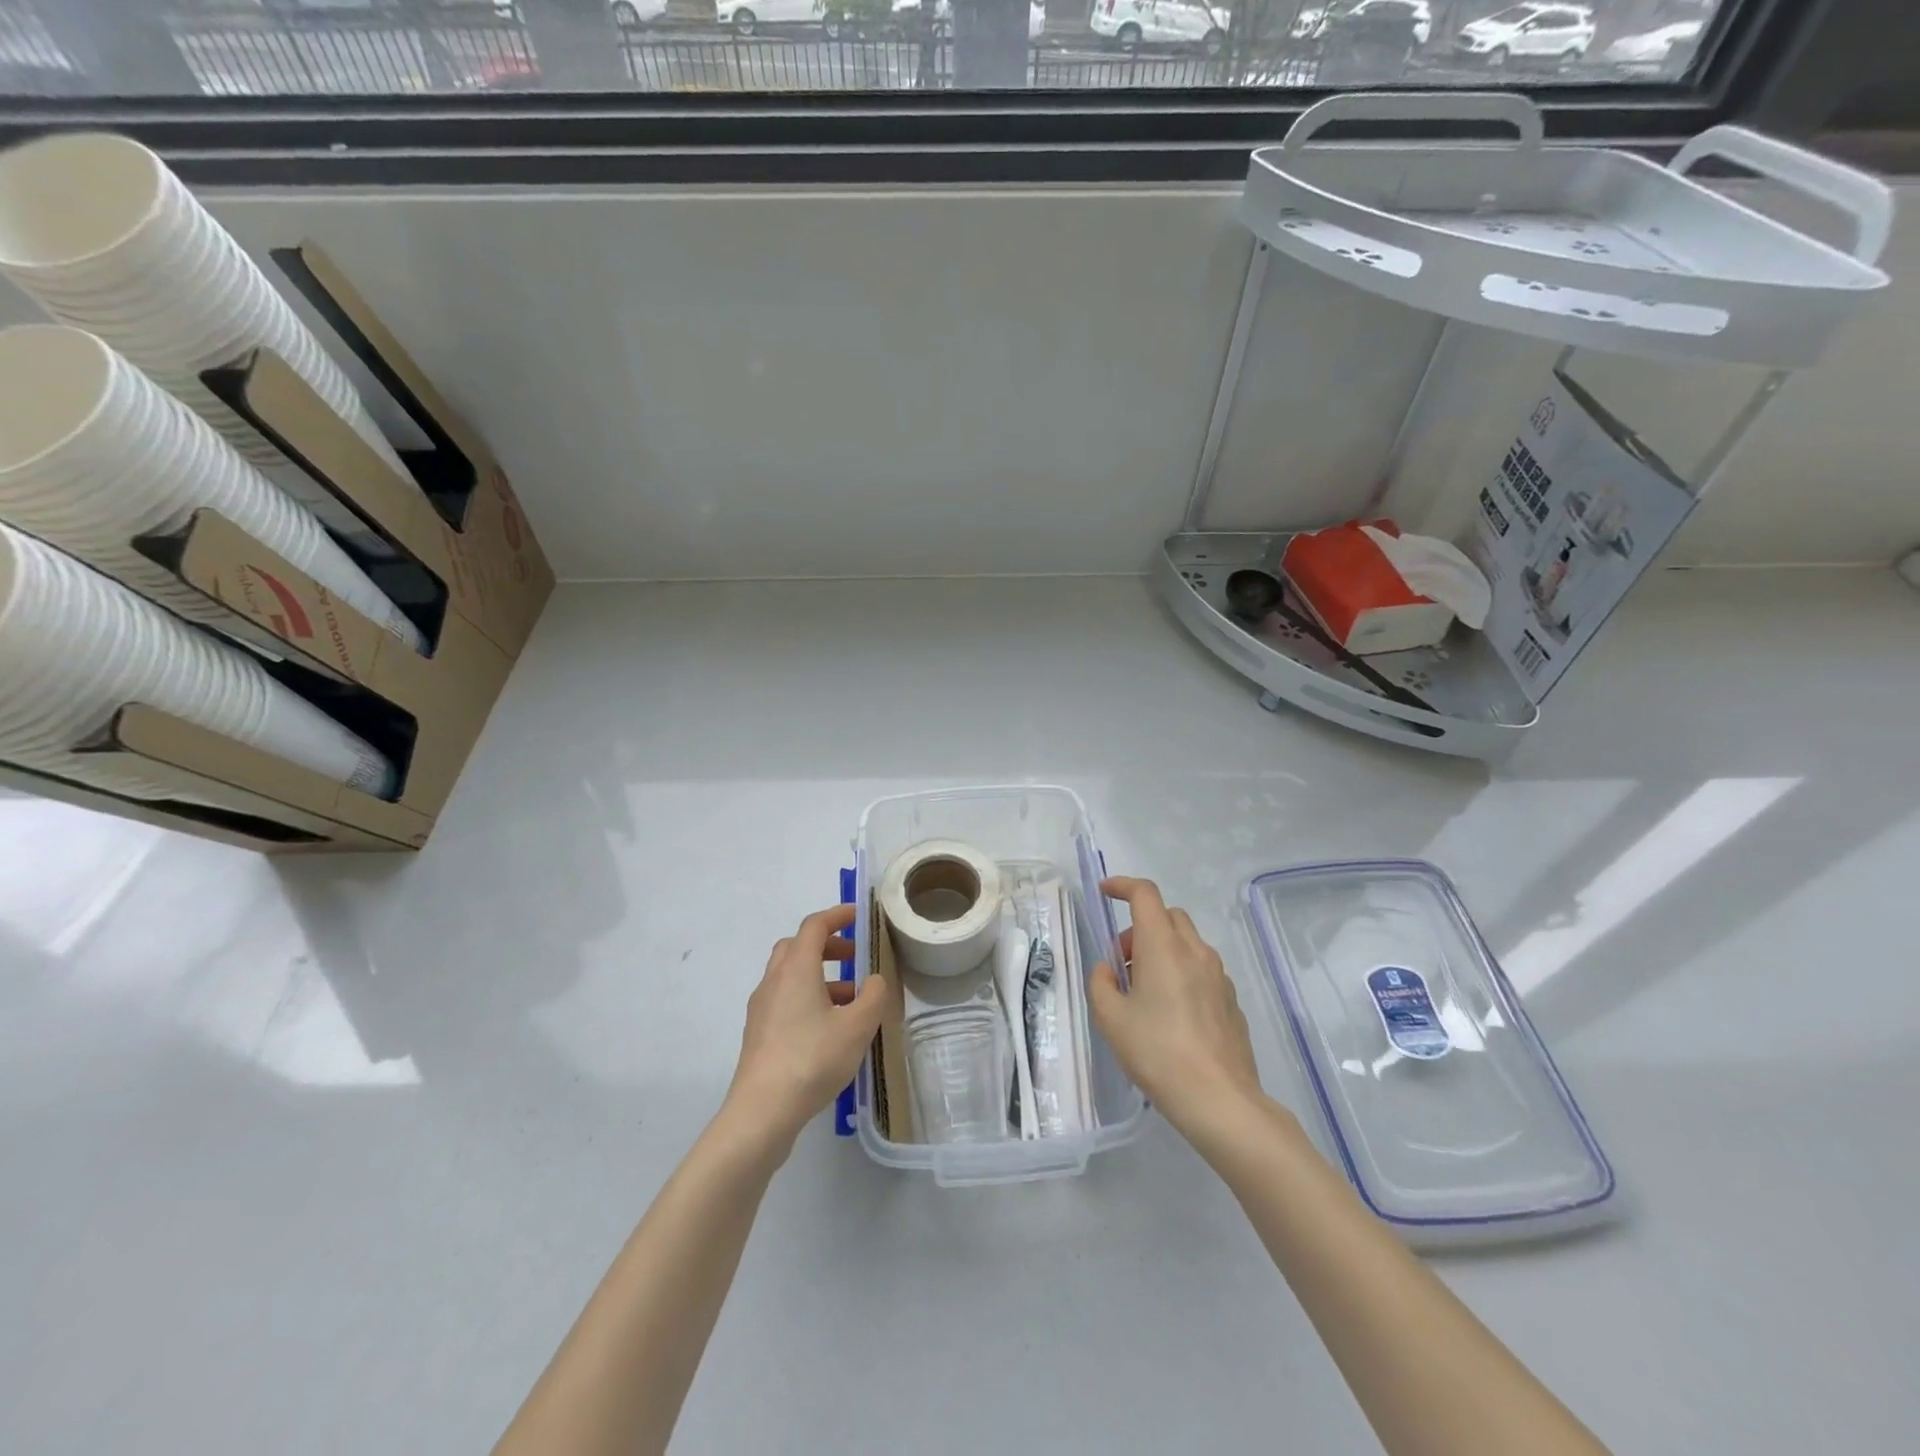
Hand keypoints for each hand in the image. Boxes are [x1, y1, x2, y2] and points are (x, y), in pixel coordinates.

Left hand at [723, 905, 889, 1151]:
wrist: (761, 1112)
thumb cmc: (812, 1060)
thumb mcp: (858, 1027)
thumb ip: (873, 996)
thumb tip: (874, 980)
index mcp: (796, 969)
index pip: (814, 926)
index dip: (837, 916)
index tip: (858, 915)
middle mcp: (774, 981)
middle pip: (797, 947)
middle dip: (827, 945)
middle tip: (853, 956)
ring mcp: (762, 1008)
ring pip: (790, 975)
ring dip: (819, 975)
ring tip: (851, 998)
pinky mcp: (758, 1034)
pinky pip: (785, 1000)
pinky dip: (808, 998)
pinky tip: (829, 1027)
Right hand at [1089, 876, 1264, 1139]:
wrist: (1219, 1099)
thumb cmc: (1157, 1052)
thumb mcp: (1111, 1019)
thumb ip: (1101, 983)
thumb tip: (1108, 969)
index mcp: (1163, 946)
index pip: (1145, 894)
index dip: (1122, 885)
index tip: (1105, 893)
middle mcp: (1195, 951)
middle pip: (1168, 916)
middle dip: (1141, 926)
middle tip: (1122, 961)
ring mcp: (1219, 975)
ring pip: (1187, 942)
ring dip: (1162, 950)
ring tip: (1144, 992)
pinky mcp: (1231, 1000)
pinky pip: (1202, 969)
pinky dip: (1182, 972)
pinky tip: (1171, 1014)